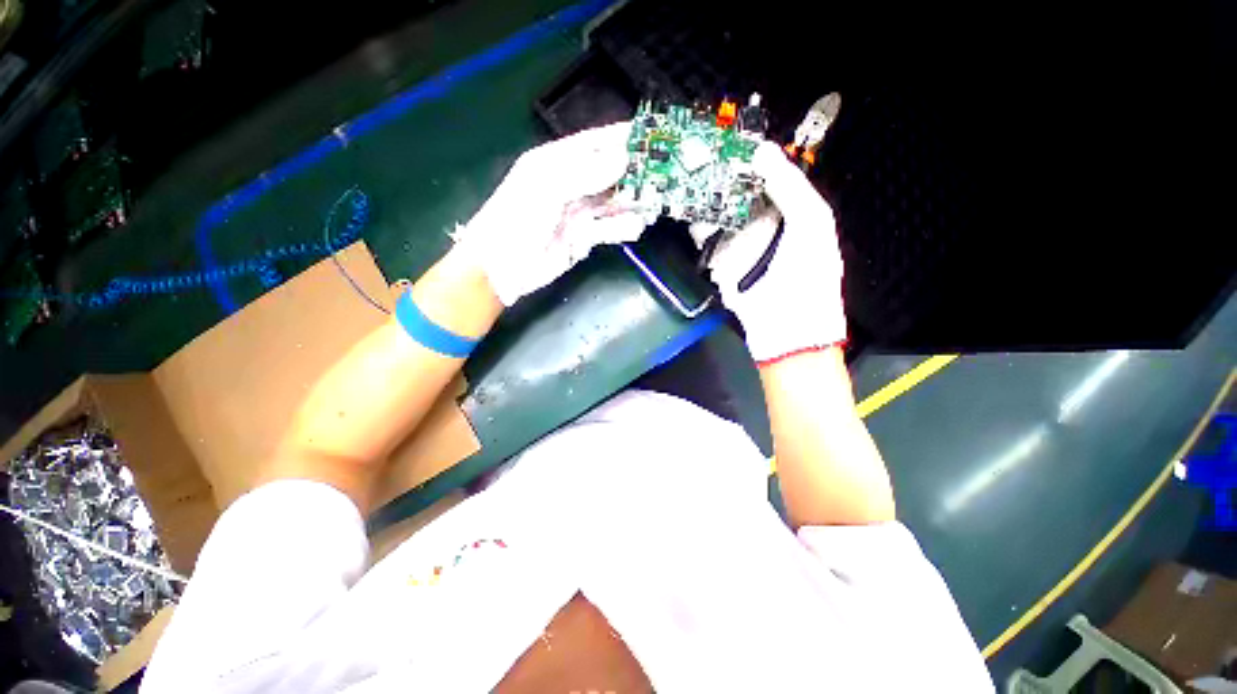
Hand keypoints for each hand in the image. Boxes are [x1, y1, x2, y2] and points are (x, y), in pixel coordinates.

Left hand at [457, 122, 646, 305]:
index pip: (594, 143)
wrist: (503, 268)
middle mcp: (570, 184)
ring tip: (653, 206)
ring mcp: (578, 212)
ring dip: (632, 203)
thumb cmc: (516, 221)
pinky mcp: (583, 238)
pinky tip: (635, 227)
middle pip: (609, 174)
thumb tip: (623, 158)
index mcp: (556, 162)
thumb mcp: (546, 189)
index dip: (622, 138)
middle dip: (634, 175)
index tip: (652, 135)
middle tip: (661, 177)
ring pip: (613, 203)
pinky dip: (623, 227)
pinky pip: (609, 229)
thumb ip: (584, 173)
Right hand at [704, 141, 846, 362]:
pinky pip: (708, 242)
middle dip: (723, 178)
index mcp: (792, 213)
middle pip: (740, 195)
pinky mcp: (721, 265)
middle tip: (701, 158)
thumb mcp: (811, 224)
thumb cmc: (808, 276)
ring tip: (689, 179)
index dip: (752, 161)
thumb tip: (761, 152)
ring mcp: (741, 246)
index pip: (769, 177)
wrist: (785, 330)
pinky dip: (698, 228)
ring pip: (721, 215)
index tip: (730, 144)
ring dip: (707, 200)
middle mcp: (765, 226)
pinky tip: (687, 211)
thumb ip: (790, 187)